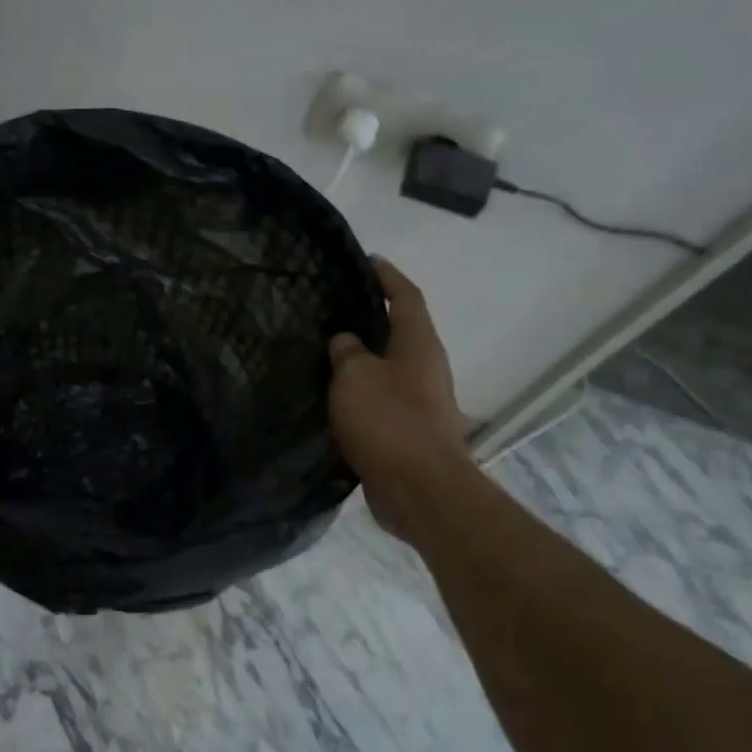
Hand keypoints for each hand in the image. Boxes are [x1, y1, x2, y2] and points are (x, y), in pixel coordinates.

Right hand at [328, 258, 471, 532]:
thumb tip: (346, 341)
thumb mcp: (355, 376)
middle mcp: (426, 368)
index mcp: (419, 344)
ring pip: (388, 368)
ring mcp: (421, 402)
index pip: (407, 297)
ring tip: (326, 351)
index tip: (368, 260)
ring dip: (363, 359)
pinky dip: (360, 392)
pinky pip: (381, 399)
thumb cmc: (388, 422)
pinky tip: (332, 396)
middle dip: (373, 317)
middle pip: (400, 331)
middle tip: (335, 307)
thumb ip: (347, 352)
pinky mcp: (409, 431)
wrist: (419, 490)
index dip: (388, 276)